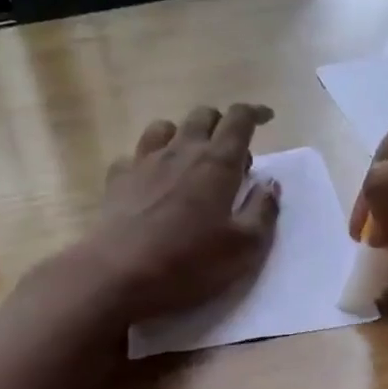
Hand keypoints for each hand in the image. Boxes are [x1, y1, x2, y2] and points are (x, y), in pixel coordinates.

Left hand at [89, 103, 280, 320]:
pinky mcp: (117, 179)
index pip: (239, 119)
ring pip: (165, 127)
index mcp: (217, 163)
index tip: (266, 118)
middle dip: (221, 123)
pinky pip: (135, 155)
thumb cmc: (189, 262)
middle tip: (232, 154)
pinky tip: (151, 181)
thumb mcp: (244, 247)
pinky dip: (149, 161)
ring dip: (183, 135)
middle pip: (202, 116)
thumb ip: (262, 210)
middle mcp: (181, 151)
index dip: (255, 113)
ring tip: (190, 159)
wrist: (118, 275)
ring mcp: (144, 162)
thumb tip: (270, 183)